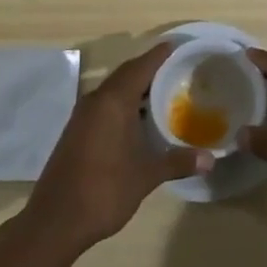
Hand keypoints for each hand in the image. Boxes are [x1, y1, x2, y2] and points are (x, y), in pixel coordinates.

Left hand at [25, 43, 207, 252]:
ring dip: (135, 89)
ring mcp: (82, 116)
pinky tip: (138, 120)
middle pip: (125, 75)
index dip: (159, 56)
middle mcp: (95, 101)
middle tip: (176, 69)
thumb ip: (177, 162)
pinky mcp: (76, 132)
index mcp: (113, 102)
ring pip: (113, 91)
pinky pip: (104, 106)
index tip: (177, 46)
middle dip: (149, 70)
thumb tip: (211, 159)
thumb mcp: (146, 175)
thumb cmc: (104, 190)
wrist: (55, 221)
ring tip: (164, 93)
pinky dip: (123, 104)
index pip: (140, 67)